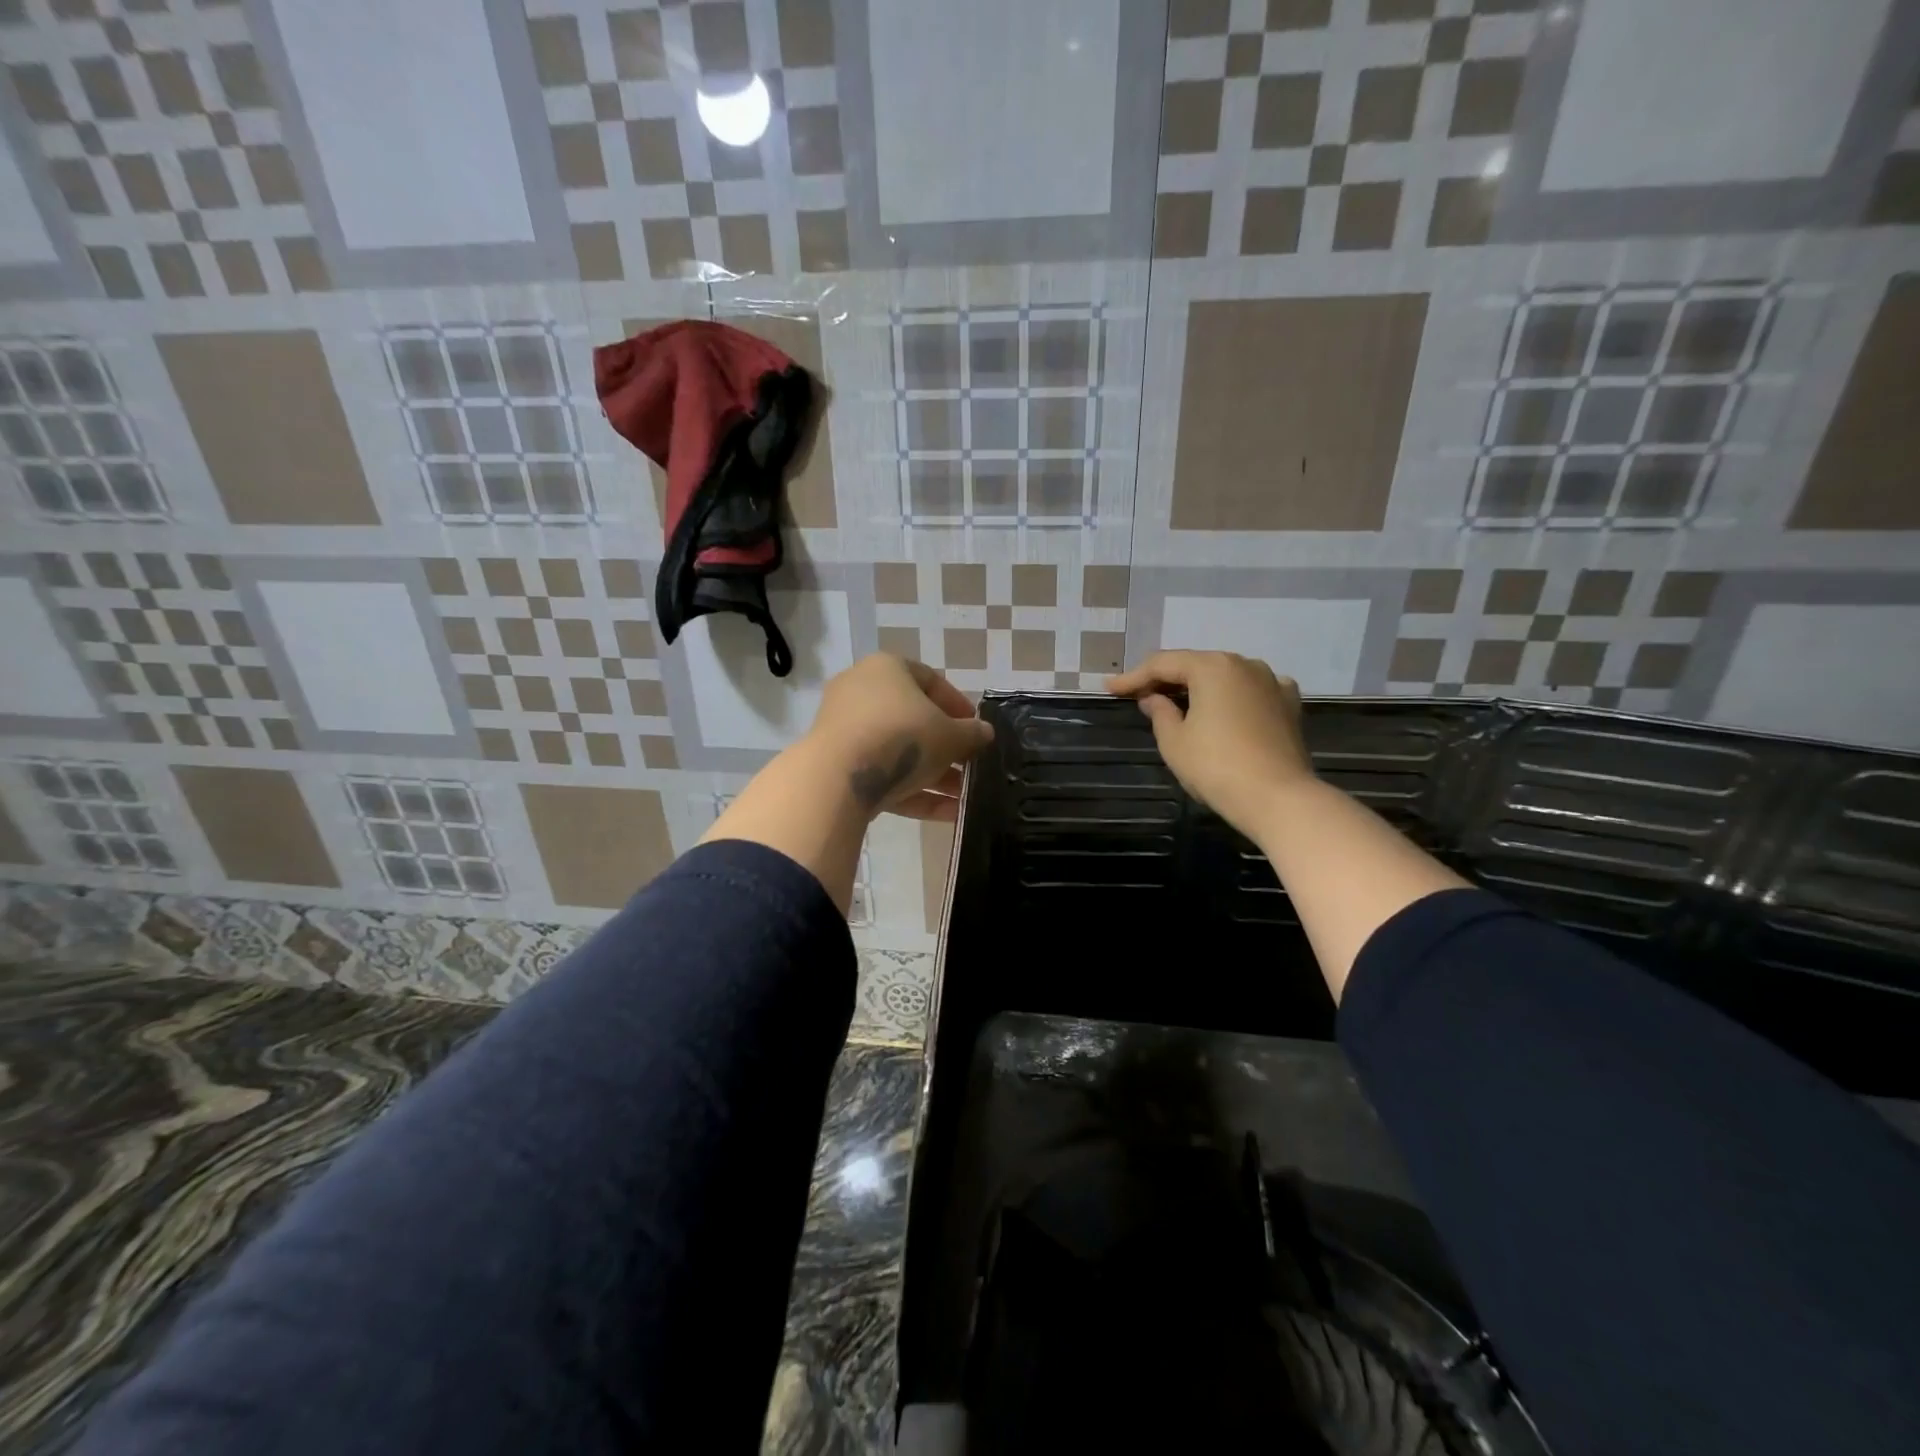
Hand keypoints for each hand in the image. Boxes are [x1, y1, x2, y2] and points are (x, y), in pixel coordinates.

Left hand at [805, 654, 994, 820]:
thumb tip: (985, 733)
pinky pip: (882, 775)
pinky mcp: (837, 766)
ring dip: (934, 774)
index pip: (930, 680)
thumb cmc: (903, 736)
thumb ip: (972, 734)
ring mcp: (845, 730)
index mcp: (887, 668)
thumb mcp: (951, 735)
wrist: (839, 776)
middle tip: (970, 766)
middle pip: (913, 719)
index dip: (958, 705)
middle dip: (947, 747)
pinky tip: (948, 814)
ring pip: (898, 751)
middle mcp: (861, 692)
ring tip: (965, 797)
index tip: (977, 729)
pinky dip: (913, 792)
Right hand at [1107, 651, 1314, 841]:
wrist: (1278, 798)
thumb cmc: (1216, 767)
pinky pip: (1251, 691)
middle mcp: (1244, 664)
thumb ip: (1160, 713)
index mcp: (1212, 667)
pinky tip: (1222, 708)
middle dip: (1166, 679)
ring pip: (1225, 676)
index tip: (1110, 688)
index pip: (1163, 664)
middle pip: (1196, 665)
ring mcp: (1272, 682)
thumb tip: (1154, 698)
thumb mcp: (1174, 742)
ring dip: (1199, 687)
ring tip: (1177, 702)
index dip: (1133, 677)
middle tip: (1139, 694)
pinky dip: (1231, 696)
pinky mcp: (1289, 705)